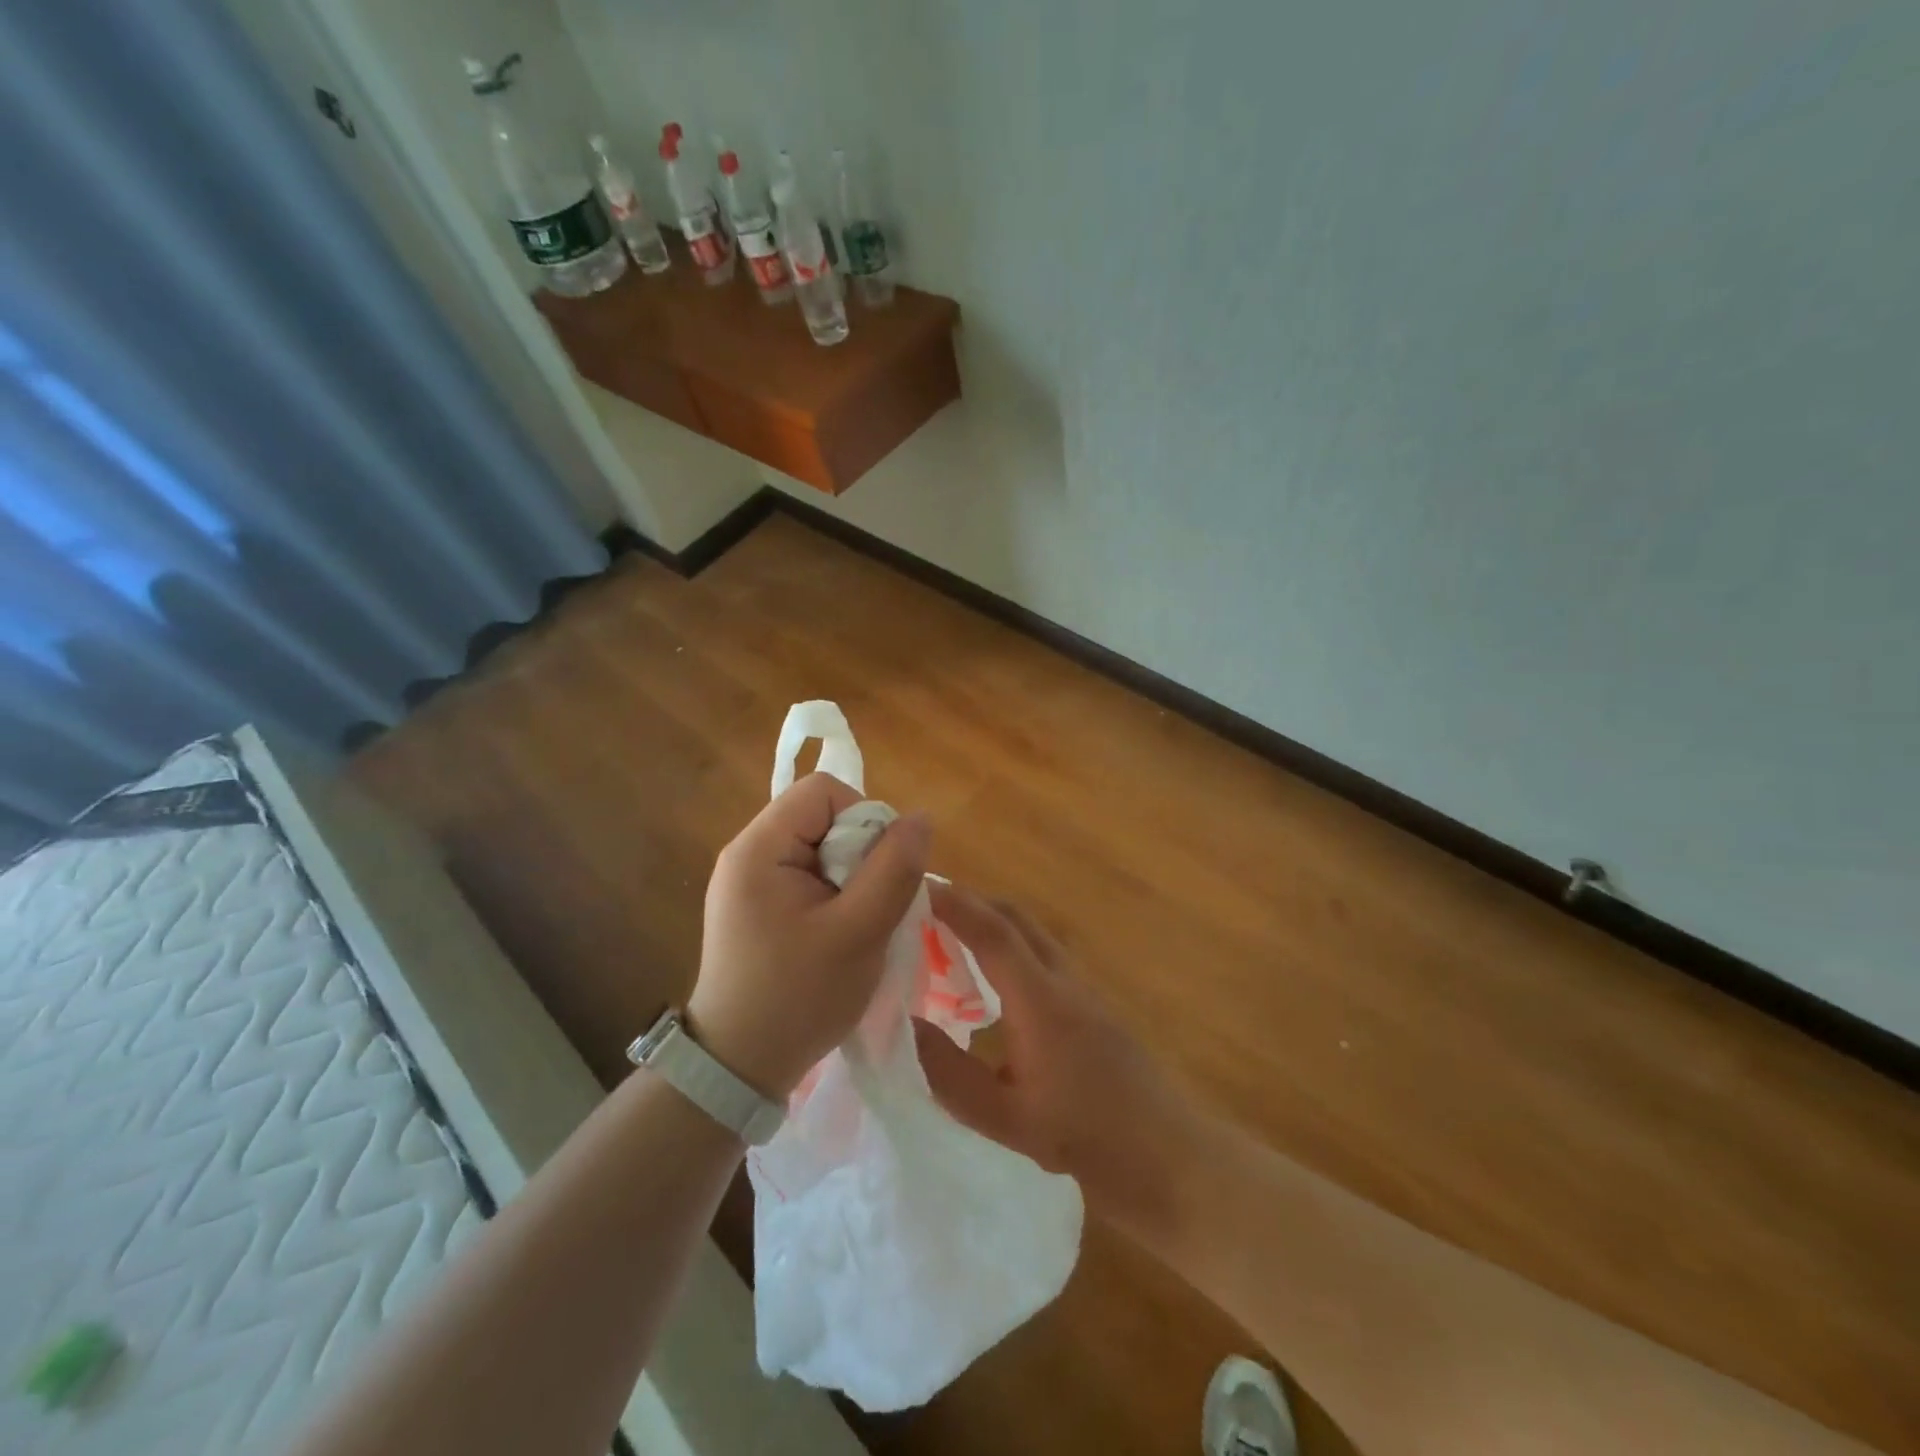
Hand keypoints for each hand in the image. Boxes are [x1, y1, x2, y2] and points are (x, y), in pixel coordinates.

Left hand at [688, 773, 929, 1099]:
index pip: (824, 791)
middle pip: (822, 816)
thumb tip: (921, 818)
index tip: (878, 872)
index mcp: (759, 848)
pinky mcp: (757, 905)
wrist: (738, 1067)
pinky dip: (836, 895)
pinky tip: (840, 932)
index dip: (864, 819)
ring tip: (856, 925)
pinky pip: (809, 875)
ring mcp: (749, 880)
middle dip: (860, 853)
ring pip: (822, 848)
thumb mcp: (859, 933)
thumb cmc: (799, 998)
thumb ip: (894, 869)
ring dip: (852, 878)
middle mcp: (748, 852)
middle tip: (869, 907)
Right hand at [914, 884, 1209, 1243]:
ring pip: (1031, 933)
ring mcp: (1083, 988)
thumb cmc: (1084, 1138)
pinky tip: (988, 978)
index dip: (955, 904)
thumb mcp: (1005, 1118)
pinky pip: (1042, 954)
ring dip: (991, 921)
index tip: (918, 885)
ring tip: (946, 936)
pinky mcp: (1091, 1002)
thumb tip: (904, 1025)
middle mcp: (1063, 980)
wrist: (1166, 1155)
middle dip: (970, 902)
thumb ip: (949, 1072)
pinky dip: (1008, 945)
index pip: (993, 933)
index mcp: (1041, 1001)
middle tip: (924, 907)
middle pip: (1016, 918)